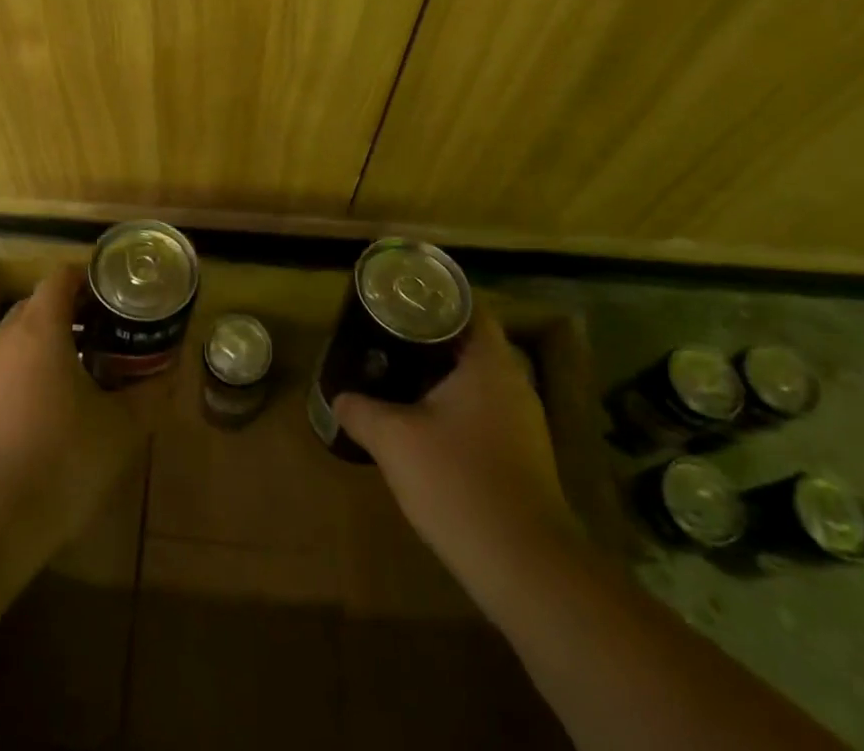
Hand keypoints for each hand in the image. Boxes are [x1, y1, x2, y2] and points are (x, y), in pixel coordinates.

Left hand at [0, 266, 158, 563]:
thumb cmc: (58, 463)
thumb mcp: (119, 430)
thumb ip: (149, 393)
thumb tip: (170, 372)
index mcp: (39, 327)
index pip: (63, 276)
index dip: (93, 278)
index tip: (120, 297)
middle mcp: (4, 337)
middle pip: (41, 303)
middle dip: (76, 312)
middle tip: (112, 334)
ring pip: (21, 337)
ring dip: (54, 343)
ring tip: (89, 372)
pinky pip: (6, 367)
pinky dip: (31, 370)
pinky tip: (54, 409)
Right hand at [335, 310, 579, 579]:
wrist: (524, 567)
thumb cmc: (458, 482)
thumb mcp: (394, 440)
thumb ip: (361, 410)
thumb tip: (338, 398)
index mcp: (489, 363)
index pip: (467, 306)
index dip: (433, 296)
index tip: (399, 298)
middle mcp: (514, 383)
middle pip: (470, 342)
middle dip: (429, 337)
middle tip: (387, 334)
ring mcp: (524, 423)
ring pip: (477, 381)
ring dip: (441, 375)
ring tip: (398, 374)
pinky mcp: (524, 457)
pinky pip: (485, 412)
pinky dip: (456, 407)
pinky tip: (425, 425)